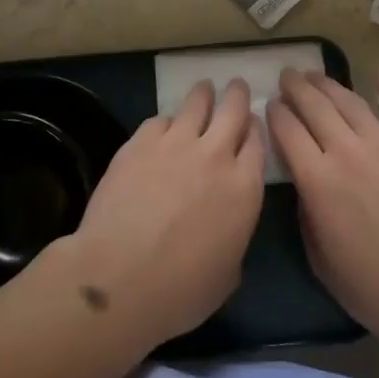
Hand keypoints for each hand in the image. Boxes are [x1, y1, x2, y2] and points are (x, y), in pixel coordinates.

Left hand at [60, 79, 265, 352]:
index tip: (252, 124)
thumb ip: (234, 234)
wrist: (120, 277)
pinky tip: (163, 127)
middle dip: (237, 95)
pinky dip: (166, 122)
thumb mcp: (228, 273)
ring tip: (204, 89)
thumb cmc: (181, 290)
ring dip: (204, 94)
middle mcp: (215, 155)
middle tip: (236, 87)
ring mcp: (176, 143)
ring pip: (197, 103)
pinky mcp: (140, 141)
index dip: (256, 130)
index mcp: (244, 187)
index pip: (257, 143)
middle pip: (233, 110)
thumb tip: (224, 223)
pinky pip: (160, 120)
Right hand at [269, 68, 378, 348]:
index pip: (287, 131)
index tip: (270, 105)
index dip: (275, 113)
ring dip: (330, 84)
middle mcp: (348, 152)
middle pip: (315, 106)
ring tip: (316, 74)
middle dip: (296, 87)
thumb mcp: (320, 259)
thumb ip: (306, 215)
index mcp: (318, 180)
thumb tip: (305, 185)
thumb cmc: (375, 288)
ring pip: (351, 102)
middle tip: (287, 75)